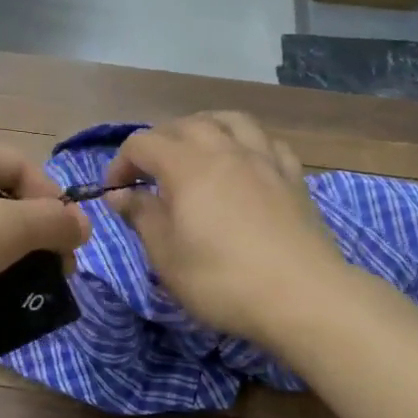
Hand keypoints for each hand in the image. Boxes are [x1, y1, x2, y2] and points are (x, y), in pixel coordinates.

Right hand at [104, 112, 347, 350]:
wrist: (302, 296)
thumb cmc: (221, 280)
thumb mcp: (166, 256)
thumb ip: (141, 216)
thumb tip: (120, 194)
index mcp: (187, 166)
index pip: (142, 144)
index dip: (120, 163)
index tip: (115, 193)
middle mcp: (225, 150)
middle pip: (185, 125)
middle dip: (158, 142)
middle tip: (148, 174)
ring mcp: (264, 160)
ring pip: (230, 120)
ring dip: (204, 128)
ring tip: (195, 150)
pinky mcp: (293, 177)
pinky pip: (266, 142)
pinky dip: (246, 144)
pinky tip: (244, 163)